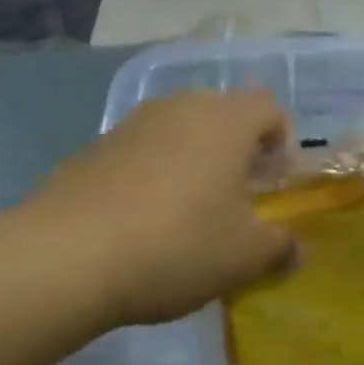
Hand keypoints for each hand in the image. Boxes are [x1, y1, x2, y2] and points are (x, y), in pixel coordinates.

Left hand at [34, 90, 294, 327]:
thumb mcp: (245, 256)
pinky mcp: (92, 148)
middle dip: (236, 152)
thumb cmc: (178, 245)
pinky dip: (153, 176)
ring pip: (178, 133)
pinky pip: (141, 153)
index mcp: (224, 121)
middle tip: (236, 199)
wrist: (69, 255)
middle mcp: (178, 108)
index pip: (269, 107)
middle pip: (222, 115)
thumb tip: (294, 249)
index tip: (273, 184)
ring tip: (189, 213)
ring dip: (194, 163)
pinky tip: (143, 222)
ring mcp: (130, 125)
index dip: (282, 142)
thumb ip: (279, 247)